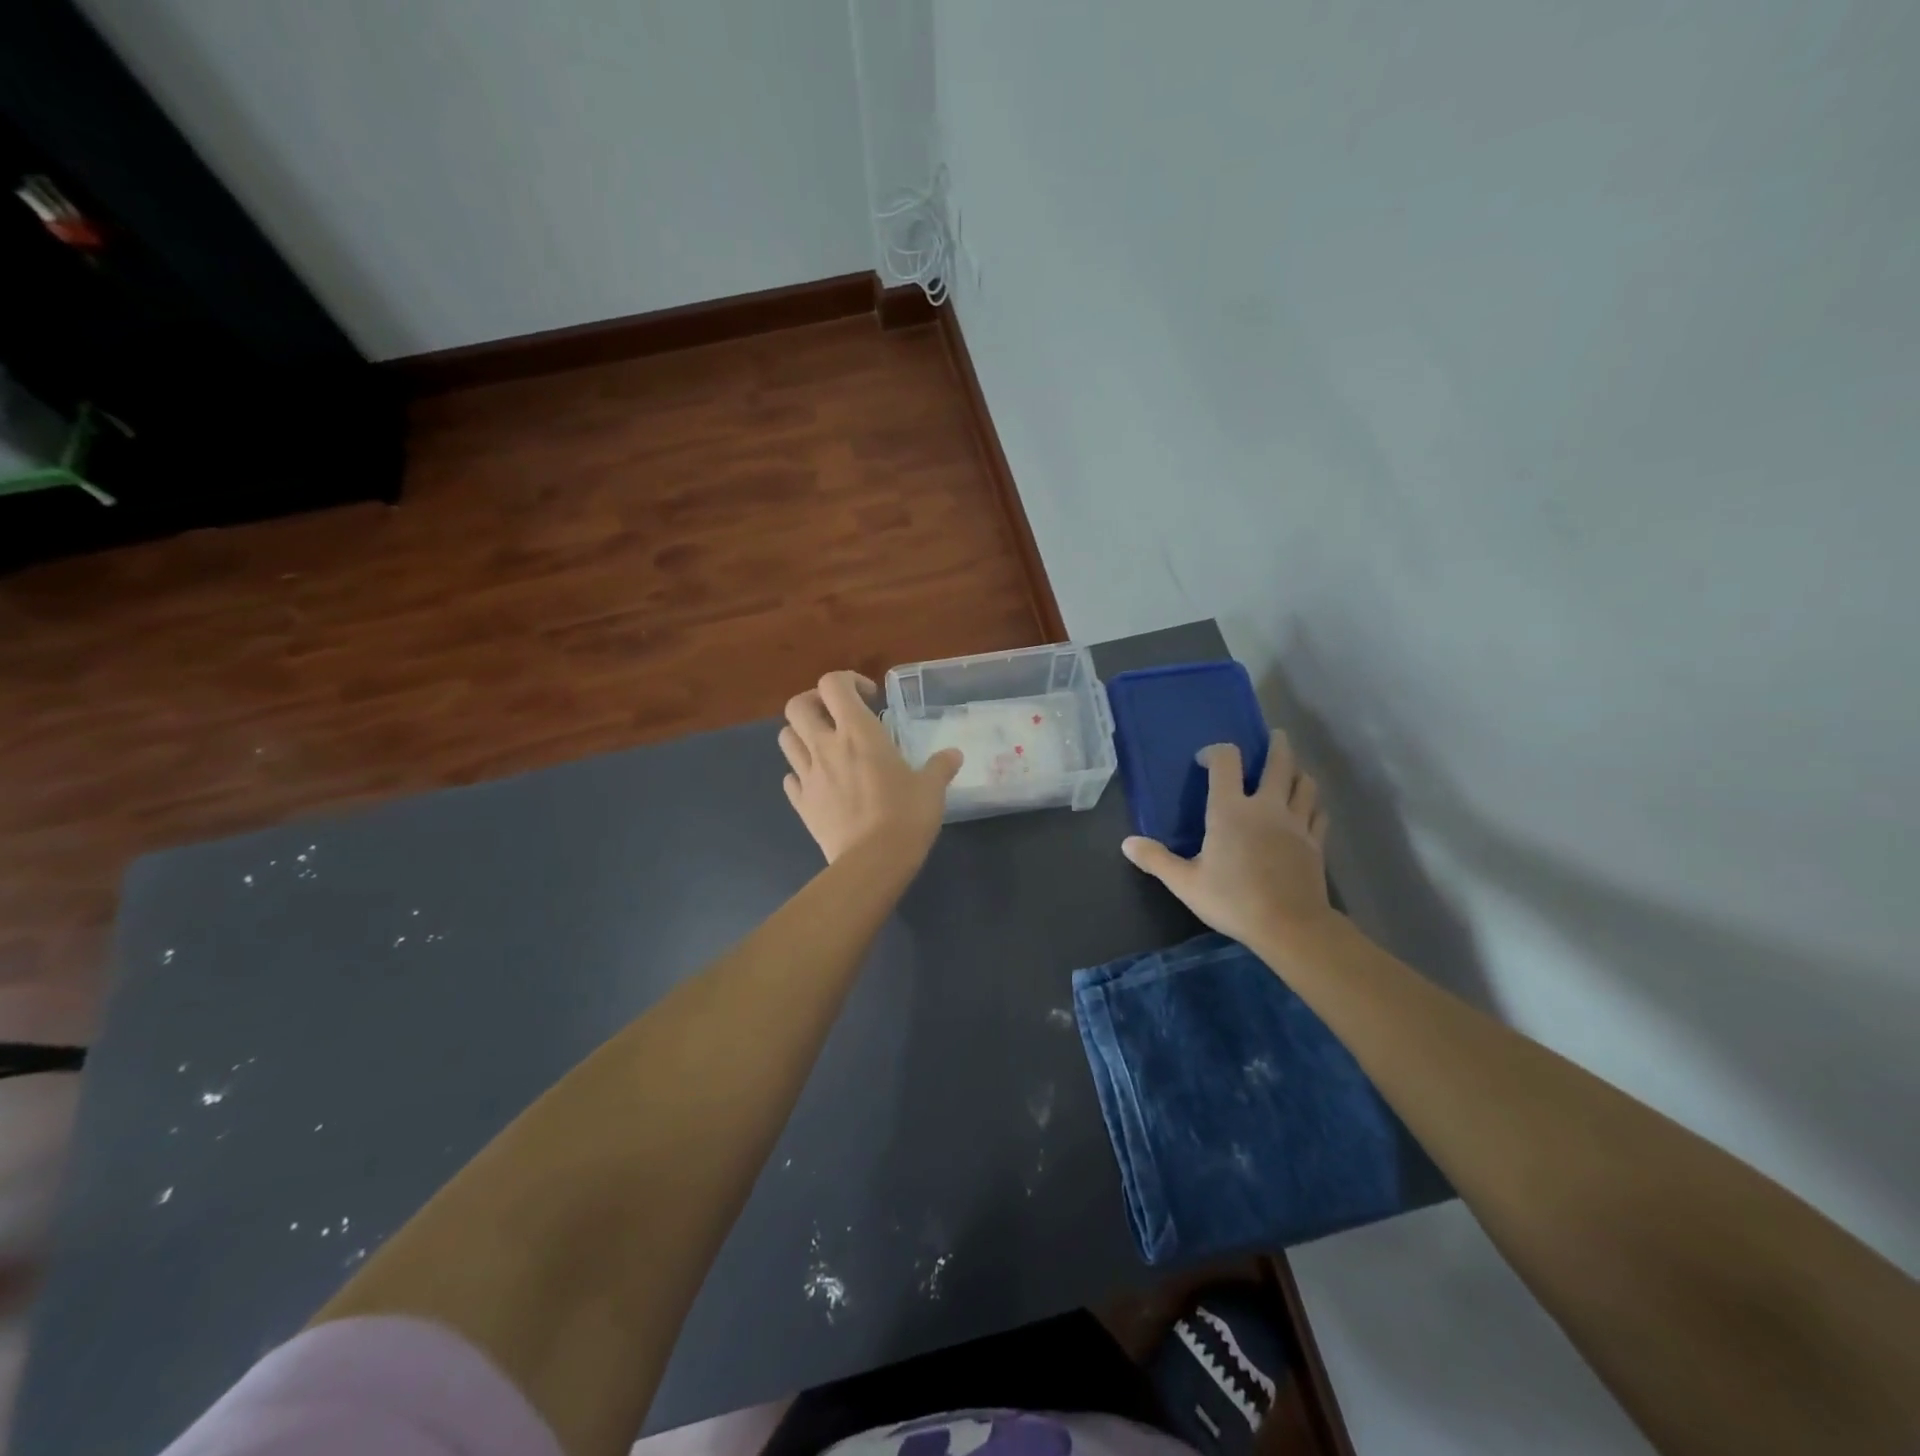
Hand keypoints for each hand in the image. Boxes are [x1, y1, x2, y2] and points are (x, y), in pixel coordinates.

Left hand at [780, 671, 962, 863]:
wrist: (873, 862)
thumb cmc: (905, 816)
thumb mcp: (931, 788)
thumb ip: (940, 766)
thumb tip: (954, 755)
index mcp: (858, 732)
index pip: (833, 684)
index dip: (848, 681)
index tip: (870, 698)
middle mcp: (826, 746)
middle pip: (797, 706)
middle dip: (814, 702)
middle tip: (837, 716)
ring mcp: (808, 775)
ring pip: (786, 738)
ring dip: (802, 735)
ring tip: (825, 747)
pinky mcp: (801, 803)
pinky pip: (791, 779)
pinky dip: (801, 774)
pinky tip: (820, 784)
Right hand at [1122, 730, 1334, 948]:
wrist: (1290, 925)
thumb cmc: (1233, 899)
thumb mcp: (1185, 883)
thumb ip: (1156, 860)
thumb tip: (1127, 843)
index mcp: (1230, 810)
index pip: (1226, 762)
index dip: (1215, 752)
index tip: (1205, 760)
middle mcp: (1266, 807)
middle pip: (1279, 763)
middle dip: (1276, 745)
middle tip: (1276, 736)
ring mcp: (1296, 823)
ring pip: (1305, 784)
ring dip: (1298, 771)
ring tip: (1293, 769)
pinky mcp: (1315, 842)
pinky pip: (1318, 813)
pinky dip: (1313, 803)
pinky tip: (1309, 808)